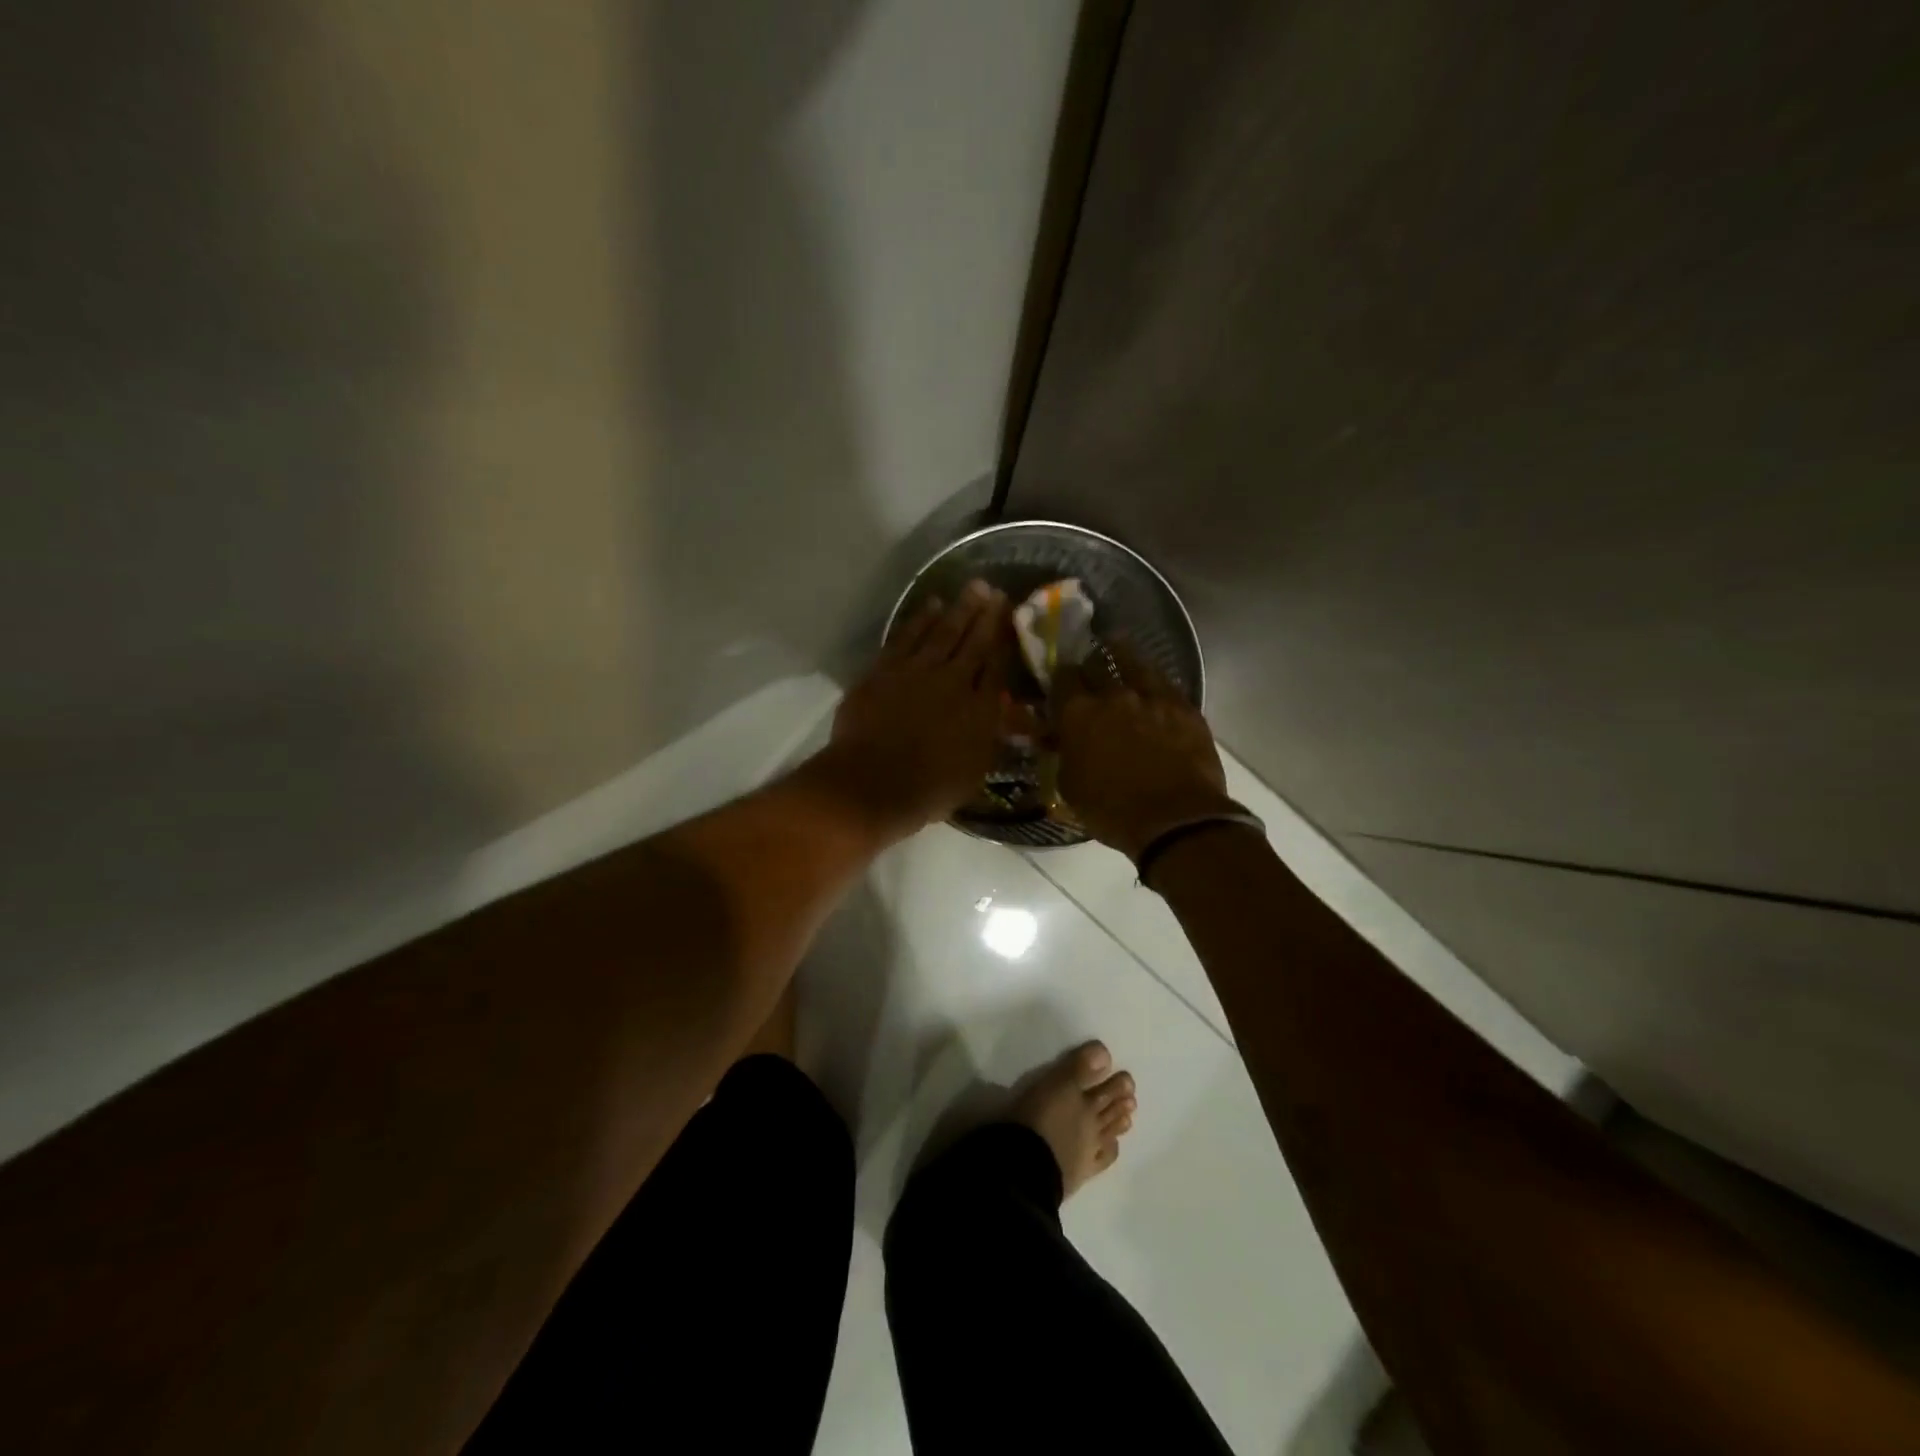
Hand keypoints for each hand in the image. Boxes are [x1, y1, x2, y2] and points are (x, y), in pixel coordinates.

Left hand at [819, 580, 1010, 835]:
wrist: (873, 784)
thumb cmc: (929, 790)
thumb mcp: (975, 770)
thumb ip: (990, 734)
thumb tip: (1003, 709)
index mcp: (981, 709)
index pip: (998, 664)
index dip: (1005, 638)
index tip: (1012, 615)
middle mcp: (953, 681)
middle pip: (974, 641)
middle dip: (986, 614)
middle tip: (995, 590)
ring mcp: (917, 671)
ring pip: (942, 631)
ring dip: (958, 609)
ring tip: (972, 588)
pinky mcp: (885, 669)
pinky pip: (907, 636)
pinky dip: (920, 619)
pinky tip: (931, 606)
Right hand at [1055, 644, 1235, 861]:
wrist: (1176, 821)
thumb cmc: (1112, 811)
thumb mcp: (1071, 787)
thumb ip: (1064, 755)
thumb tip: (1061, 740)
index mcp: (1078, 714)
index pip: (1062, 678)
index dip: (1060, 677)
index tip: (1060, 681)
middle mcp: (1114, 695)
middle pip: (1097, 663)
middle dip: (1090, 664)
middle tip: (1089, 669)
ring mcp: (1153, 697)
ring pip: (1135, 663)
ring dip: (1124, 656)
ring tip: (1119, 649)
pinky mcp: (1185, 707)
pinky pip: (1166, 683)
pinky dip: (1154, 681)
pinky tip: (1153, 683)